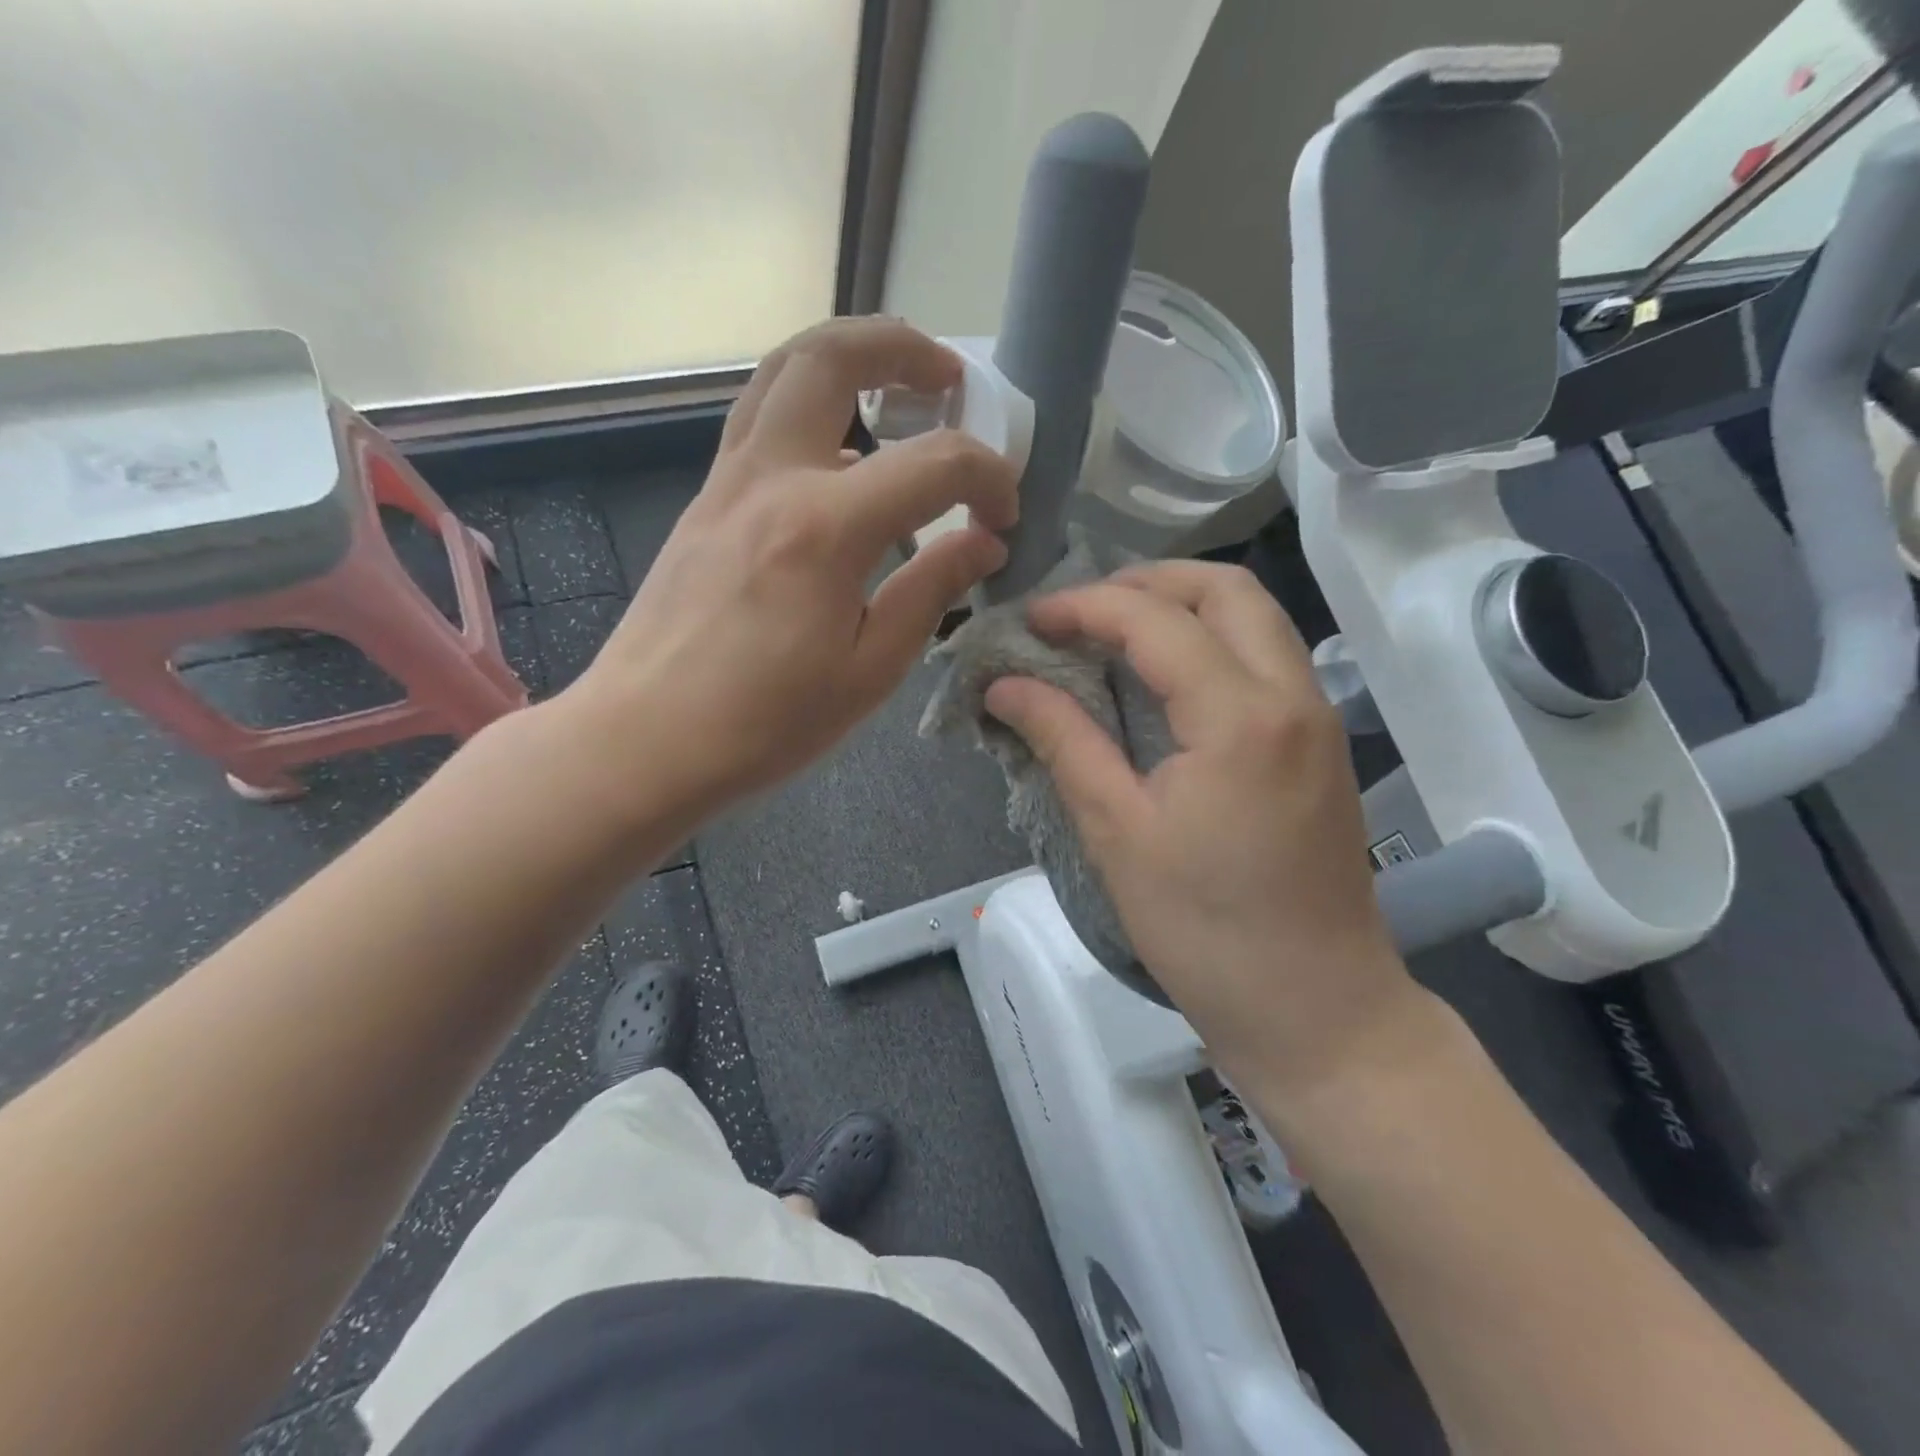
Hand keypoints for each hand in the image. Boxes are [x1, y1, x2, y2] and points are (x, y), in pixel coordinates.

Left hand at [566, 318, 1018, 819]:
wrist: (644, 740)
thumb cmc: (764, 723)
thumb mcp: (869, 671)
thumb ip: (930, 591)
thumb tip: (981, 543)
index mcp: (824, 529)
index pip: (933, 463)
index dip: (987, 478)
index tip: (1003, 517)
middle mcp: (771, 479)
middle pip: (831, 357)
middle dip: (901, 347)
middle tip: (948, 379)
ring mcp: (727, 482)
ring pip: (782, 371)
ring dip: (847, 358)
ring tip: (896, 389)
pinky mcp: (705, 501)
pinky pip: (760, 419)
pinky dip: (811, 407)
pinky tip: (842, 457)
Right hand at [984, 561, 1420, 1096]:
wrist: (1317, 1010)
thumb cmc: (1206, 931)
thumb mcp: (1118, 832)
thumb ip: (1064, 740)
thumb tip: (1004, 685)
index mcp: (1240, 716)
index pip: (1154, 620)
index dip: (1084, 607)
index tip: (1031, 621)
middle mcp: (1292, 695)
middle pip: (1225, 589)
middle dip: (1145, 582)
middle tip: (1081, 613)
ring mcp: (1316, 716)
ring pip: (1254, 617)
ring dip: (1182, 607)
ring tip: (1113, 634)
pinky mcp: (1319, 742)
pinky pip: (1265, 657)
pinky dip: (1210, 641)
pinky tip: (1162, 678)